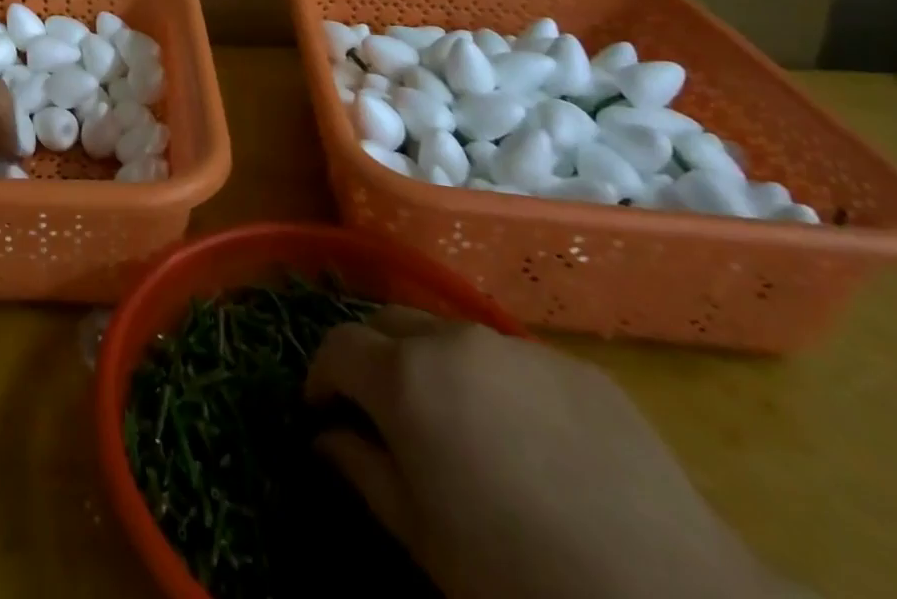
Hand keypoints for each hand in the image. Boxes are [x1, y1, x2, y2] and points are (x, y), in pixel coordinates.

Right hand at [306, 313, 793, 598]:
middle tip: (382, 412)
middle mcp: (452, 339)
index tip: (323, 412)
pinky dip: (495, 384)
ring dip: (432, 365)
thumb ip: (360, 470)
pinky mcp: (576, 366)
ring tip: (457, 426)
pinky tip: (530, 444)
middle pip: (388, 323)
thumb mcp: (420, 537)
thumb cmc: (516, 578)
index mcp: (405, 375)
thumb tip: (327, 438)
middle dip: (371, 358)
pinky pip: (512, 360)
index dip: (321, 376)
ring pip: (449, 334)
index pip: (336, 345)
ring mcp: (517, 346)